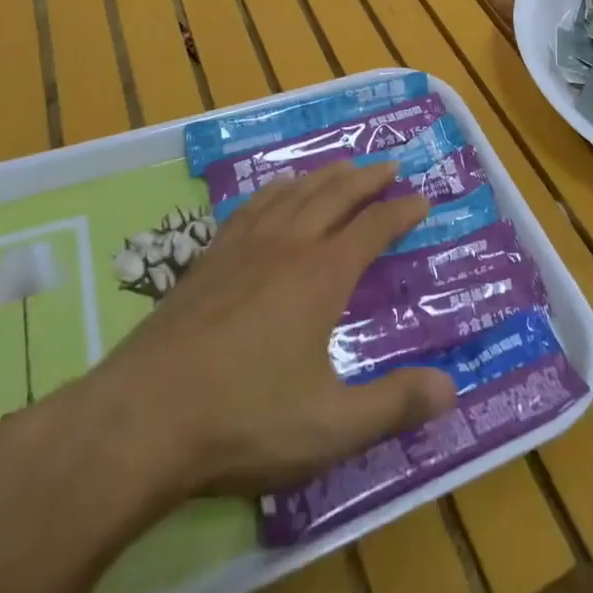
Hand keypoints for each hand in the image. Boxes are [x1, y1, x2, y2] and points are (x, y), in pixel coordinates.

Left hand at [55, 162, 455, 505]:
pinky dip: (274, 190)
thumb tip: (452, 389)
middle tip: (390, 165)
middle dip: (367, 179)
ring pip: (293, 194)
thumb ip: (393, 405)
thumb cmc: (243, 421)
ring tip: (342, 166)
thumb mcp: (330, 426)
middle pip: (335, 196)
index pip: (373, 228)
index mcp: (322, 275)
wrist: (140, 419)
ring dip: (324, 176)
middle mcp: (287, 246)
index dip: (401, 212)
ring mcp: (242, 248)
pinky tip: (274, 192)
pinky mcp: (206, 259)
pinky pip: (251, 207)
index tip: (423, 199)